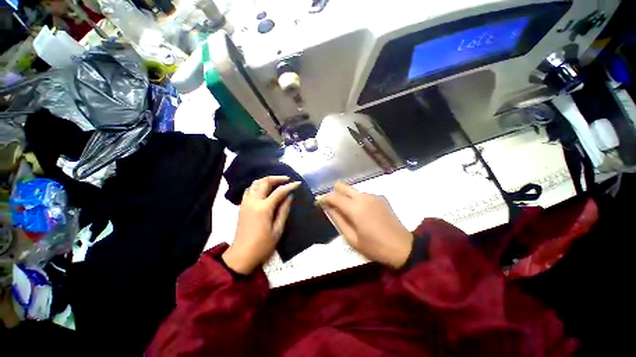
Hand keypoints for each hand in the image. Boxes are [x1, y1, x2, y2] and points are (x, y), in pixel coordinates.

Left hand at [222, 176, 300, 274]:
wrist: (241, 256)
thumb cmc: (262, 246)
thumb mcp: (278, 230)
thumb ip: (284, 211)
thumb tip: (290, 196)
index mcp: (264, 208)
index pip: (279, 191)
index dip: (290, 186)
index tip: (298, 183)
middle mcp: (253, 202)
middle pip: (265, 182)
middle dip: (277, 178)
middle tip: (287, 179)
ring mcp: (245, 203)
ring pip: (255, 183)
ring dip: (266, 180)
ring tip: (276, 182)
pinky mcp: (241, 206)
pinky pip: (249, 190)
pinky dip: (257, 185)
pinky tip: (264, 189)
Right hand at [317, 182, 412, 268]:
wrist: (403, 247)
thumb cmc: (375, 247)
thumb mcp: (352, 238)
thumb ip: (338, 219)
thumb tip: (328, 208)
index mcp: (355, 207)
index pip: (333, 196)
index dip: (323, 198)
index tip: (318, 203)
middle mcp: (363, 196)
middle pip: (342, 186)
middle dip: (334, 193)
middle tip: (331, 205)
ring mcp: (374, 195)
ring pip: (353, 191)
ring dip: (346, 198)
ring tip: (348, 212)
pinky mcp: (381, 198)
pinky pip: (363, 195)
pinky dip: (358, 200)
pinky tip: (363, 213)